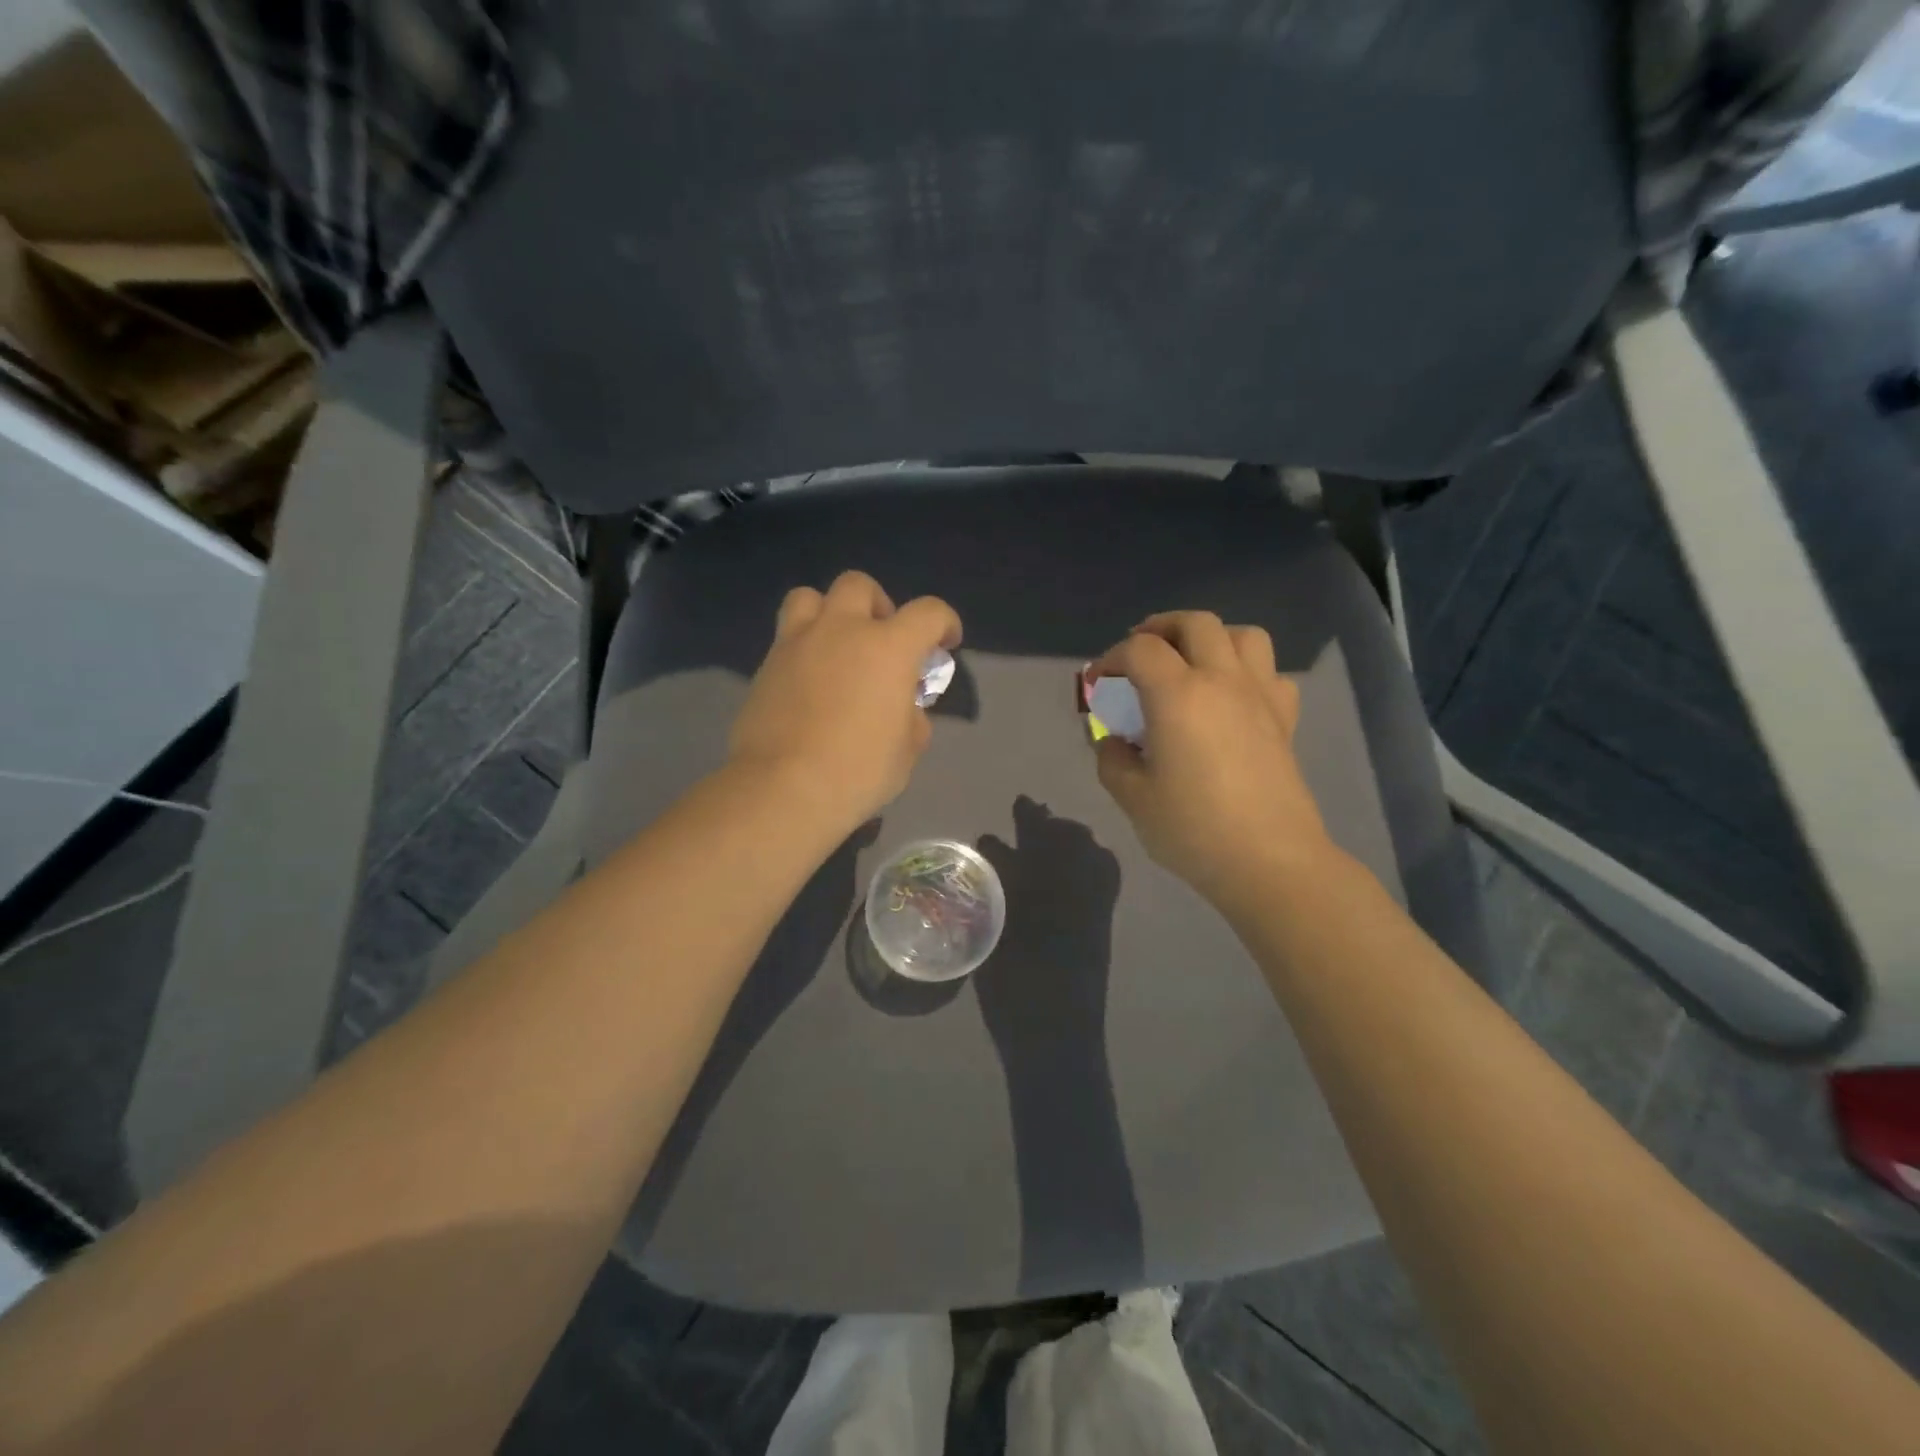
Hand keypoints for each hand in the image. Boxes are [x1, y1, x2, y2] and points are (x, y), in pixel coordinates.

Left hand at [728, 571, 961, 837]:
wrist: (783, 788)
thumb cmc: (858, 771)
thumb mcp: (907, 751)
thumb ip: (912, 719)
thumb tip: (905, 710)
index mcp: (888, 648)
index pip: (928, 612)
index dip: (944, 623)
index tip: (945, 643)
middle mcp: (842, 630)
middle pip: (859, 585)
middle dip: (878, 605)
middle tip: (882, 640)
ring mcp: (797, 643)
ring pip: (810, 597)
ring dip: (829, 612)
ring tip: (836, 646)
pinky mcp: (765, 665)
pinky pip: (787, 637)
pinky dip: (803, 647)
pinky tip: (809, 681)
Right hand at [1089, 612, 1334, 909]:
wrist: (1270, 862)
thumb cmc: (1193, 829)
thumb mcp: (1133, 798)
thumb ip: (1112, 760)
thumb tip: (1113, 741)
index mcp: (1179, 695)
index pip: (1139, 650)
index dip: (1110, 659)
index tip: (1097, 683)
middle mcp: (1222, 681)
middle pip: (1195, 623)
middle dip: (1160, 628)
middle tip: (1139, 652)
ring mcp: (1260, 697)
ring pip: (1243, 636)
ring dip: (1211, 639)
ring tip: (1191, 663)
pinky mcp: (1285, 720)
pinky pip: (1271, 674)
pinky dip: (1248, 673)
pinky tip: (1232, 699)